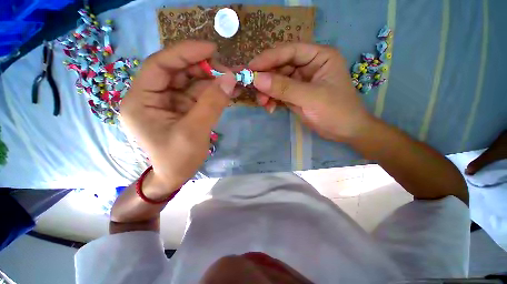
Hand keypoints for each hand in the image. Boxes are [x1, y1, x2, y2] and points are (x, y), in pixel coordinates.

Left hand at [120, 41, 236, 193]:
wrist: (176, 176)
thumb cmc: (178, 159)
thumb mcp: (195, 132)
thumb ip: (212, 104)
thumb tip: (230, 78)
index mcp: (141, 100)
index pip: (160, 65)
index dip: (185, 52)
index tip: (211, 48)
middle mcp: (152, 96)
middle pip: (178, 72)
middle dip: (204, 69)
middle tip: (228, 71)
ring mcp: (169, 102)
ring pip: (191, 83)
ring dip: (213, 80)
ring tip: (233, 80)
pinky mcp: (183, 109)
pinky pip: (199, 95)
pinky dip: (214, 92)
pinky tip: (228, 91)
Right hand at [249, 43, 372, 141]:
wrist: (344, 132)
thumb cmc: (336, 111)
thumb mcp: (311, 98)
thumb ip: (284, 88)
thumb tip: (257, 79)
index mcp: (319, 57)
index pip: (289, 51)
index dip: (268, 58)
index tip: (250, 68)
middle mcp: (308, 66)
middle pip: (280, 66)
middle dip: (266, 79)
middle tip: (253, 90)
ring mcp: (300, 81)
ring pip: (277, 81)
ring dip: (267, 92)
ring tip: (263, 103)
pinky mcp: (295, 95)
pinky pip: (278, 93)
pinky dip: (272, 100)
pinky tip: (270, 108)